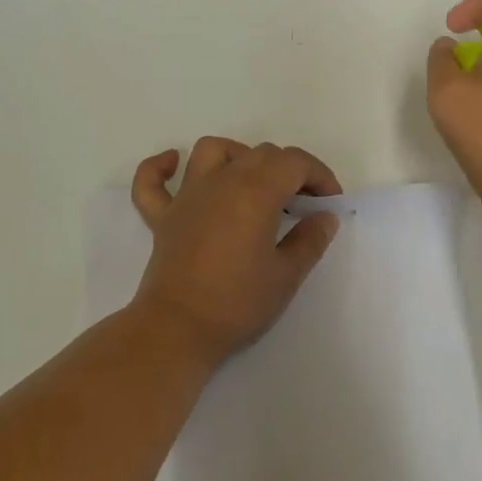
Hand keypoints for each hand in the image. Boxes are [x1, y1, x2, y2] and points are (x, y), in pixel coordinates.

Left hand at [128, 137, 342, 364]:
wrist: (178, 330)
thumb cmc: (238, 303)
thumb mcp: (286, 276)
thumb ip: (310, 241)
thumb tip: (324, 218)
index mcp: (256, 192)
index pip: (295, 163)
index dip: (319, 176)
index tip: (329, 203)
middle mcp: (221, 182)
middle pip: (261, 153)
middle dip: (289, 170)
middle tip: (302, 204)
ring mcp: (187, 197)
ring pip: (212, 150)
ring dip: (238, 156)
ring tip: (253, 182)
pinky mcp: (162, 217)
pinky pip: (152, 180)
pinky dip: (162, 167)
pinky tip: (173, 164)